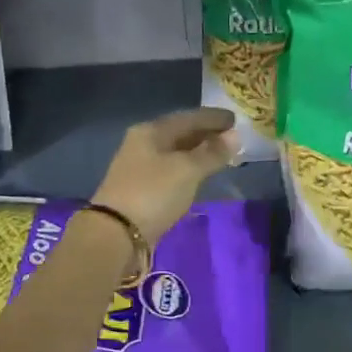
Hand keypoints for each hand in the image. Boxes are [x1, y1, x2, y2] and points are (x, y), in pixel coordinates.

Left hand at [92, 107, 239, 242]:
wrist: (116, 234)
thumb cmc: (153, 193)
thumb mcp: (188, 170)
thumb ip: (213, 153)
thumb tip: (236, 135)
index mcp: (151, 131)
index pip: (188, 117)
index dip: (213, 118)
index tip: (236, 119)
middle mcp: (142, 144)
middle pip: (181, 133)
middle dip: (207, 134)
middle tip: (233, 138)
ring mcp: (140, 167)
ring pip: (176, 153)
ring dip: (199, 153)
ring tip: (222, 156)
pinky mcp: (142, 189)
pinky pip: (172, 171)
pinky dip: (189, 170)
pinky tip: (201, 175)